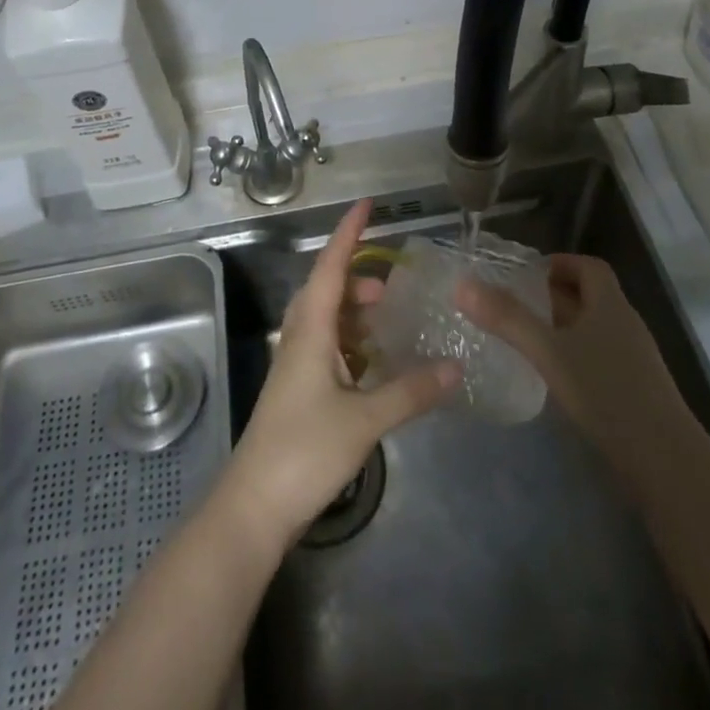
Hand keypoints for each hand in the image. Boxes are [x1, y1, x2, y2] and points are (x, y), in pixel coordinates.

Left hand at [222, 200, 458, 547]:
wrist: (254, 506)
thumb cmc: (304, 451)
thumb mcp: (365, 420)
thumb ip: (411, 391)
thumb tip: (455, 366)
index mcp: (311, 329)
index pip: (331, 266)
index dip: (349, 233)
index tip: (367, 204)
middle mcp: (300, 337)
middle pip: (327, 290)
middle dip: (357, 278)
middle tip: (393, 289)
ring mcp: (295, 365)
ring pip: (326, 320)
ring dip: (354, 312)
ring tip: (387, 321)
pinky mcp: (297, 390)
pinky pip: (327, 348)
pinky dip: (351, 342)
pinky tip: (373, 364)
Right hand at [456, 252, 684, 493]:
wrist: (666, 462)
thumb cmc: (607, 393)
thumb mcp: (549, 352)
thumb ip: (506, 318)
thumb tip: (462, 284)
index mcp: (611, 305)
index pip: (589, 267)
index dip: (559, 263)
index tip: (525, 274)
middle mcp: (625, 324)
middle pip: (589, 296)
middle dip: (552, 296)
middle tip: (512, 305)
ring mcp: (633, 359)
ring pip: (592, 329)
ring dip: (561, 327)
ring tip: (524, 338)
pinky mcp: (634, 390)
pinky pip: (598, 358)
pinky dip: (573, 356)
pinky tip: (552, 376)